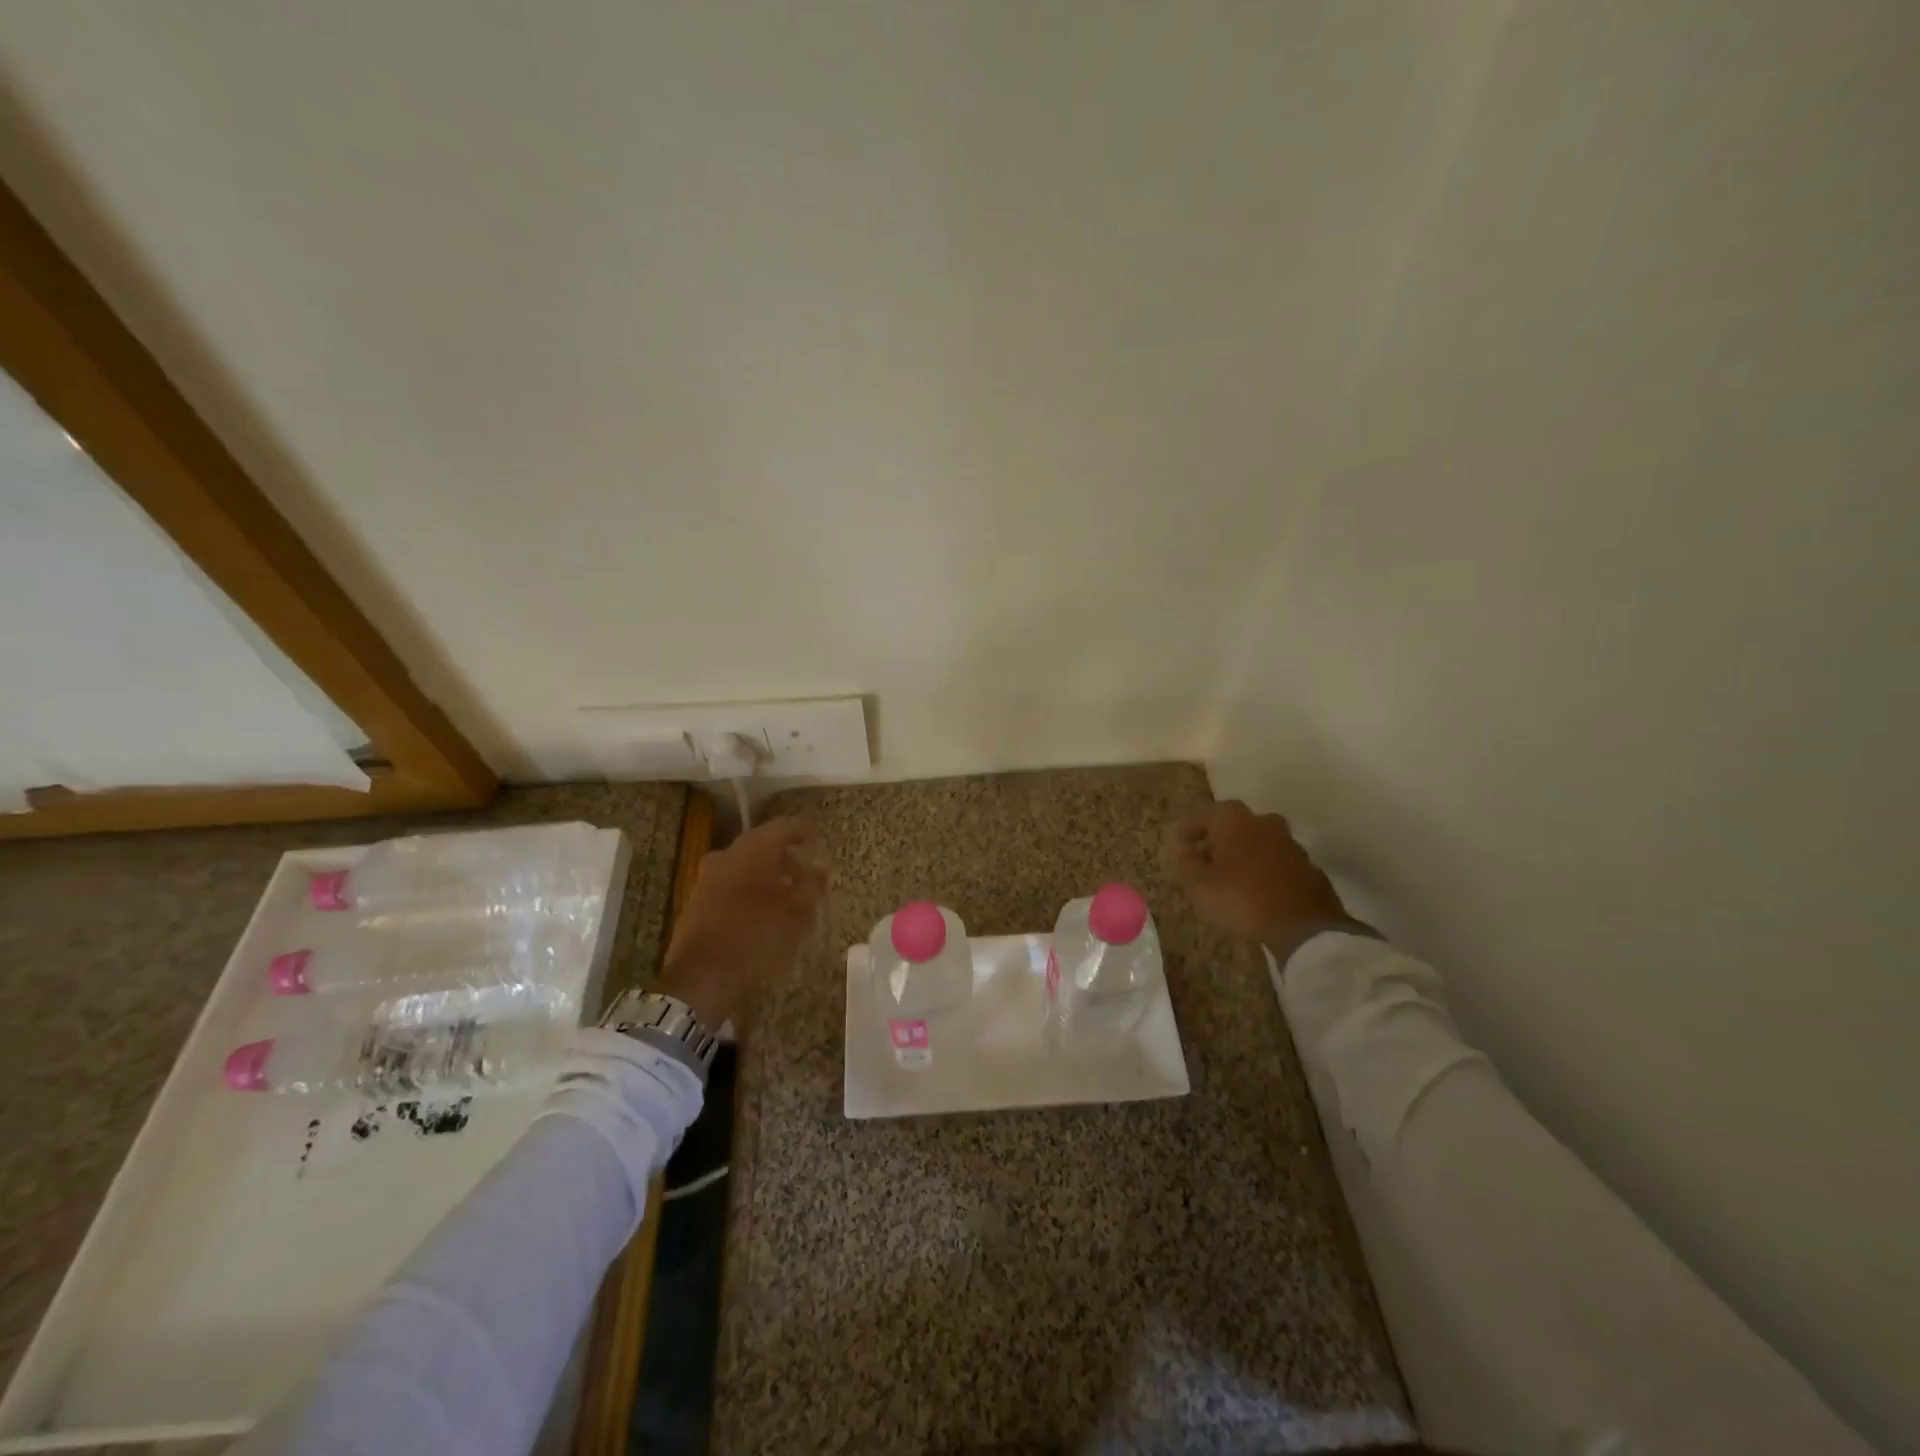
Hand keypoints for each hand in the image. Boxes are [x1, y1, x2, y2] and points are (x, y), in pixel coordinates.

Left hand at [658, 818, 828, 1026]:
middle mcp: (728, 854)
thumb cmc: (756, 938)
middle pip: (762, 844)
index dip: (803, 832)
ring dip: (768, 874)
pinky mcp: (698, 899)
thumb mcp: (796, 913)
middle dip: (786, 856)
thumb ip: (812, 886)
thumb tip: (822, 869)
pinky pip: (731, 882)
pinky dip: (750, 888)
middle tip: (807, 873)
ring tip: (788, 895)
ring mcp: (709, 876)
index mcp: (753, 850)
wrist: (700, 978)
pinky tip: (763, 910)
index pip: (783, 827)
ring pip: (745, 864)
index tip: (818, 840)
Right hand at [1165, 801, 1355, 953]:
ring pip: (1256, 842)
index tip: (1176, 849)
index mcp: (1233, 819)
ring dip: (1240, 855)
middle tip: (1201, 863)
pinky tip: (1254, 891)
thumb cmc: (1243, 899)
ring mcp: (1289, 843)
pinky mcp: (1307, 866)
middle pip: (1231, 826)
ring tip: (1226, 880)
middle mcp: (1262, 822)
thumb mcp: (1200, 885)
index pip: (1201, 816)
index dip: (1186, 832)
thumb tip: (1179, 845)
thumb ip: (1185, 861)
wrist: (1306, 928)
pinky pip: (1275, 862)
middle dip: (1215, 842)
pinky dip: (1262, 870)